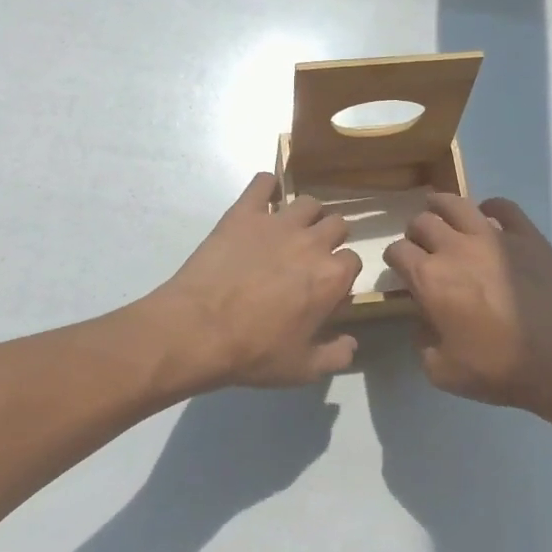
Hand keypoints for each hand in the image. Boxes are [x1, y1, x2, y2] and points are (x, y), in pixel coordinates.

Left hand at [149, 173, 362, 390]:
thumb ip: (335, 356)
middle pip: (337, 224)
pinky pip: (263, 183)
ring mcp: (277, 222)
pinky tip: (263, 199)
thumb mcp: (302, 368)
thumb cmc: (254, 352)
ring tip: (291, 229)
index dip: (341, 274)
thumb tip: (352, 344)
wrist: (199, 329)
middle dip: (330, 237)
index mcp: (331, 276)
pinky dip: (267, 186)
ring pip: (308, 202)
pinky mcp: (244, 212)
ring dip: (306, 214)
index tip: (326, 286)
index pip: (353, 261)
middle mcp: (312, 242)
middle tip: (310, 255)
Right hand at [382, 194, 551, 418]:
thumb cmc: (500, 368)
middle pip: (422, 222)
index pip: (397, 252)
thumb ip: (422, 341)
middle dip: (415, 232)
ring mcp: (493, 236)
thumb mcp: (442, 371)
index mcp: (429, 278)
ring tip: (441, 213)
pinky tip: (488, 218)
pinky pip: (503, 207)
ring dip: (441, 206)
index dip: (394, 259)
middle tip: (422, 246)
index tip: (400, 269)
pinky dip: (490, 208)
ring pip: (456, 204)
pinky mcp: (527, 235)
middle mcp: (454, 248)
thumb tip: (424, 321)